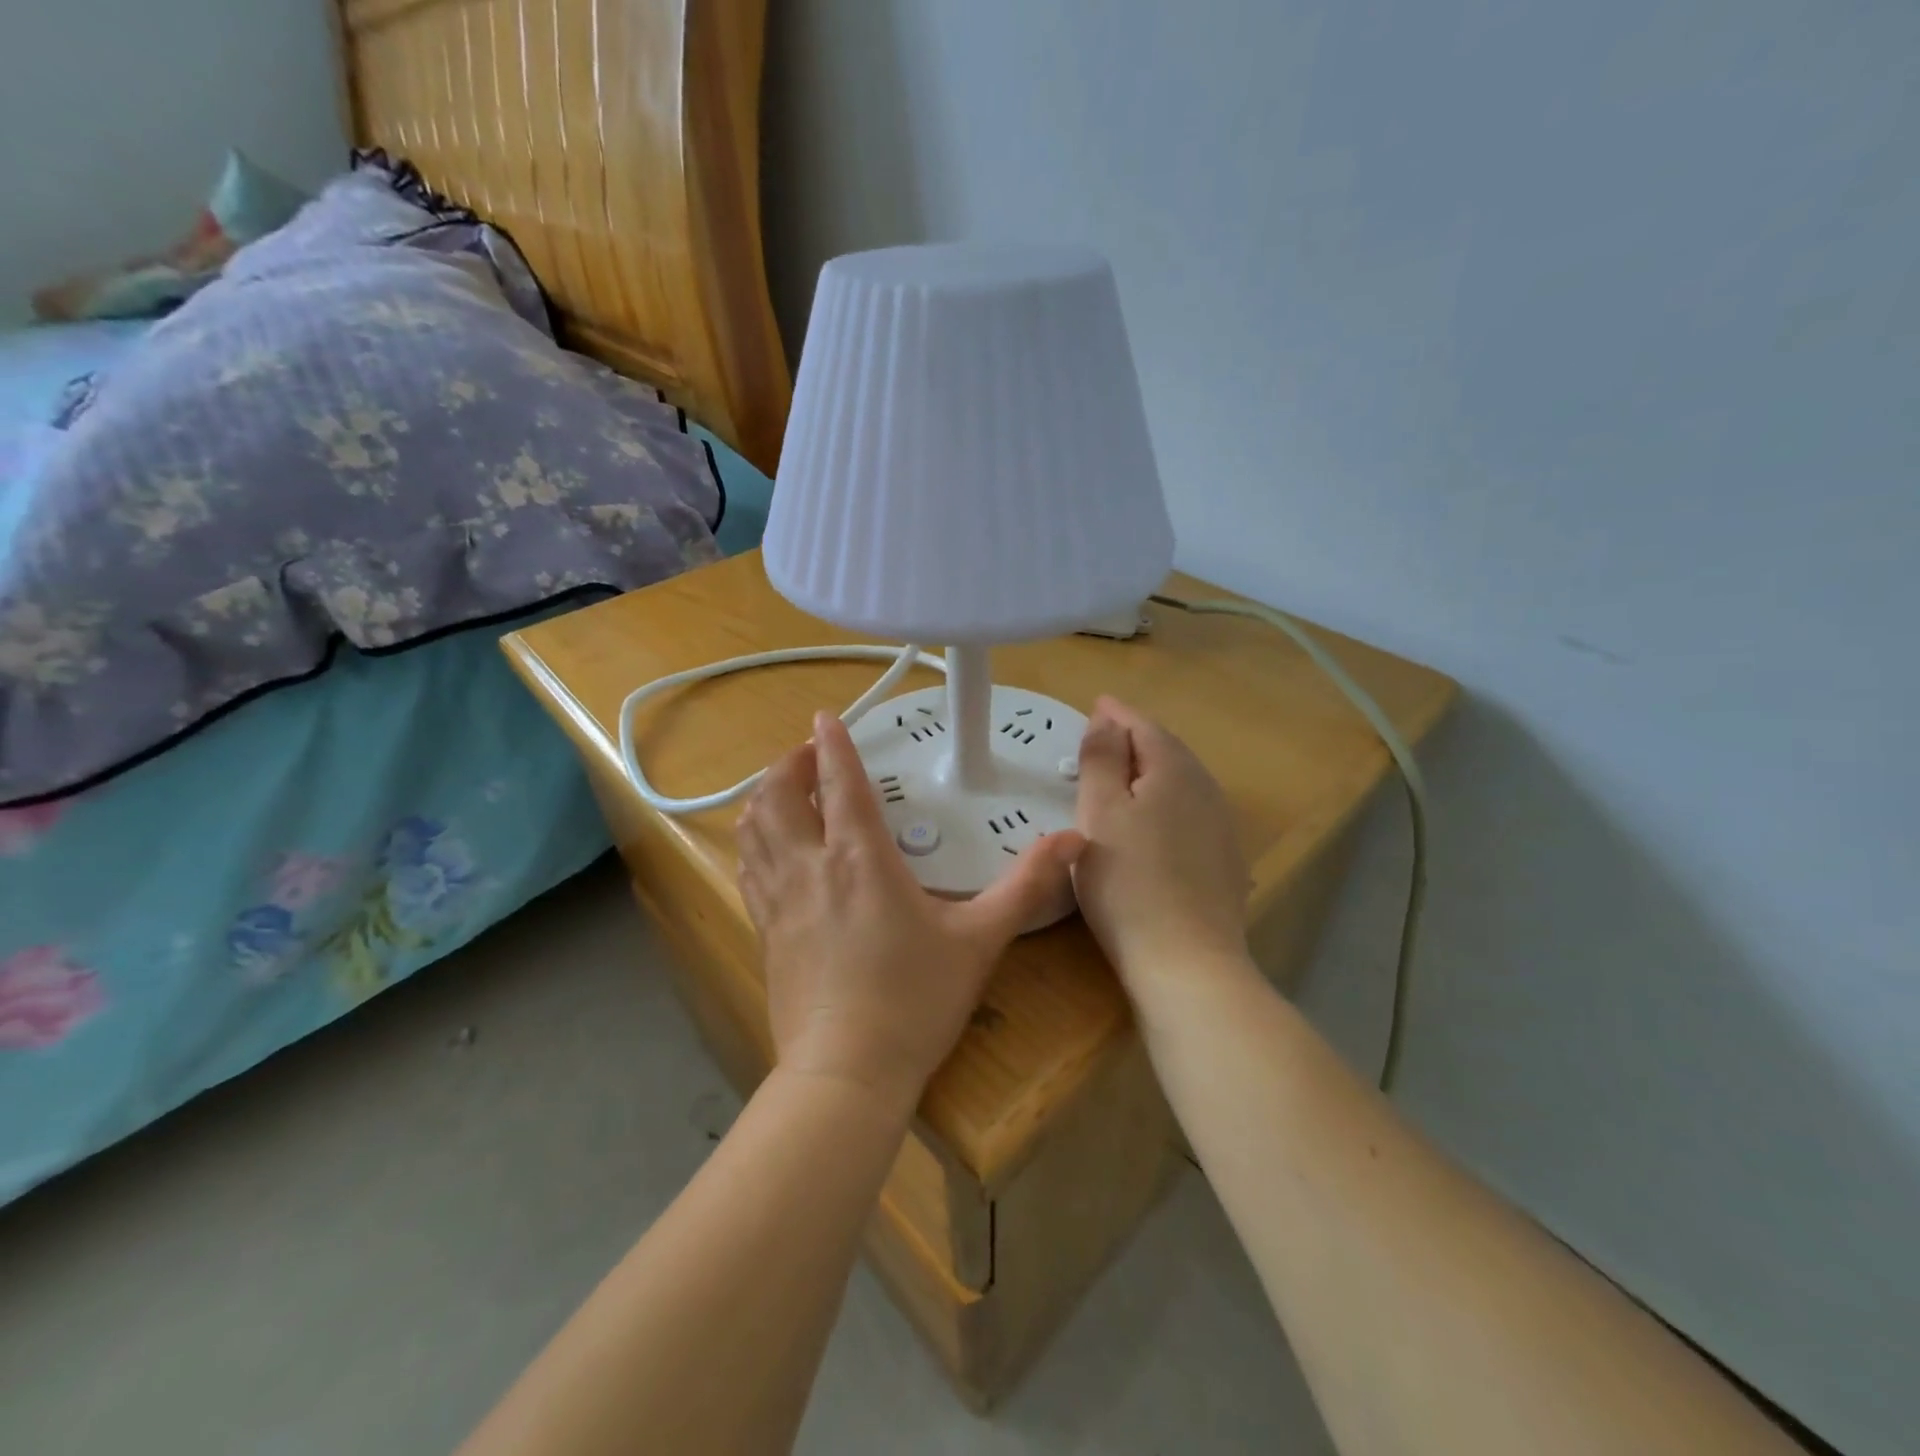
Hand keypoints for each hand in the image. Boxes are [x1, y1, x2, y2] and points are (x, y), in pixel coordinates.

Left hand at [736, 712, 1085, 1111]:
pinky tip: (770, 848)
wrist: (846, 1073)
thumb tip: (1074, 841)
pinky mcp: (764, 931)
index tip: (825, 717)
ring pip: (754, 828)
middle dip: (789, 764)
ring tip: (786, 790)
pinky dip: (755, 840)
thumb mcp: (980, 940)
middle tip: (810, 755)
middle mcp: (810, 867)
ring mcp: (779, 900)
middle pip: (778, 796)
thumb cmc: (915, 1001)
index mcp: (860, 859)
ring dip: (765, 797)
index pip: (838, 783)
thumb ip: (1026, 885)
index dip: (831, 743)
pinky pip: (749, 867)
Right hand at [1072, 697, 1250, 991]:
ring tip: (1124, 771)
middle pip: (1168, 751)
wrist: (1187, 963)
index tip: (1096, 704)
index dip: (1117, 714)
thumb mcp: (1100, 813)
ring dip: (1152, 770)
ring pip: (1182, 782)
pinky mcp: (1223, 862)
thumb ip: (1101, 759)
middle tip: (1104, 734)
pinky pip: (1190, 812)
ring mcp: (1221, 828)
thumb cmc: (1128, 881)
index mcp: (1174, 771)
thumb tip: (1106, 719)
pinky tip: (1155, 819)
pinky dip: (1166, 802)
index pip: (1144, 727)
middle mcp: (1206, 790)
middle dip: (1136, 738)